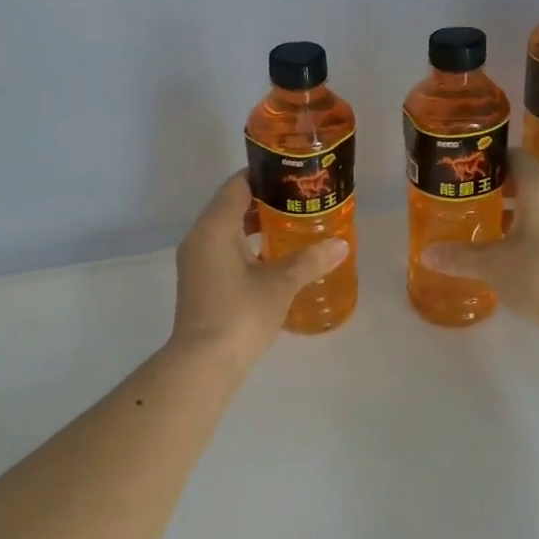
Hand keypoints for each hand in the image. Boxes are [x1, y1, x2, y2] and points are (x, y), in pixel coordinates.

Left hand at [171, 172, 350, 367]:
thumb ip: (310, 260)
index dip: (265, 176)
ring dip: (257, 227)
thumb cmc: (240, 314)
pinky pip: (224, 251)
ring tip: (294, 227)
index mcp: (215, 227)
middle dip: (266, 202)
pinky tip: (274, 260)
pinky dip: (247, 247)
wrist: (203, 363)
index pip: (238, 185)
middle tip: (301, 201)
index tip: (294, 175)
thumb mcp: (280, 284)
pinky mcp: (200, 282)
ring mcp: (197, 261)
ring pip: (228, 231)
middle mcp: (200, 237)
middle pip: (232, 206)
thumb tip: (341, 244)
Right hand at [422, 148, 538, 328]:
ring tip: (490, 229)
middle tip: (473, 202)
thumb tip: (427, 254)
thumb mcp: (493, 265)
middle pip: (529, 181)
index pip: (515, 157)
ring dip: (518, 214)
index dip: (492, 161)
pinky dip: (535, 232)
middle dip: (502, 190)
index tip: (470, 174)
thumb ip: (460, 256)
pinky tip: (516, 253)